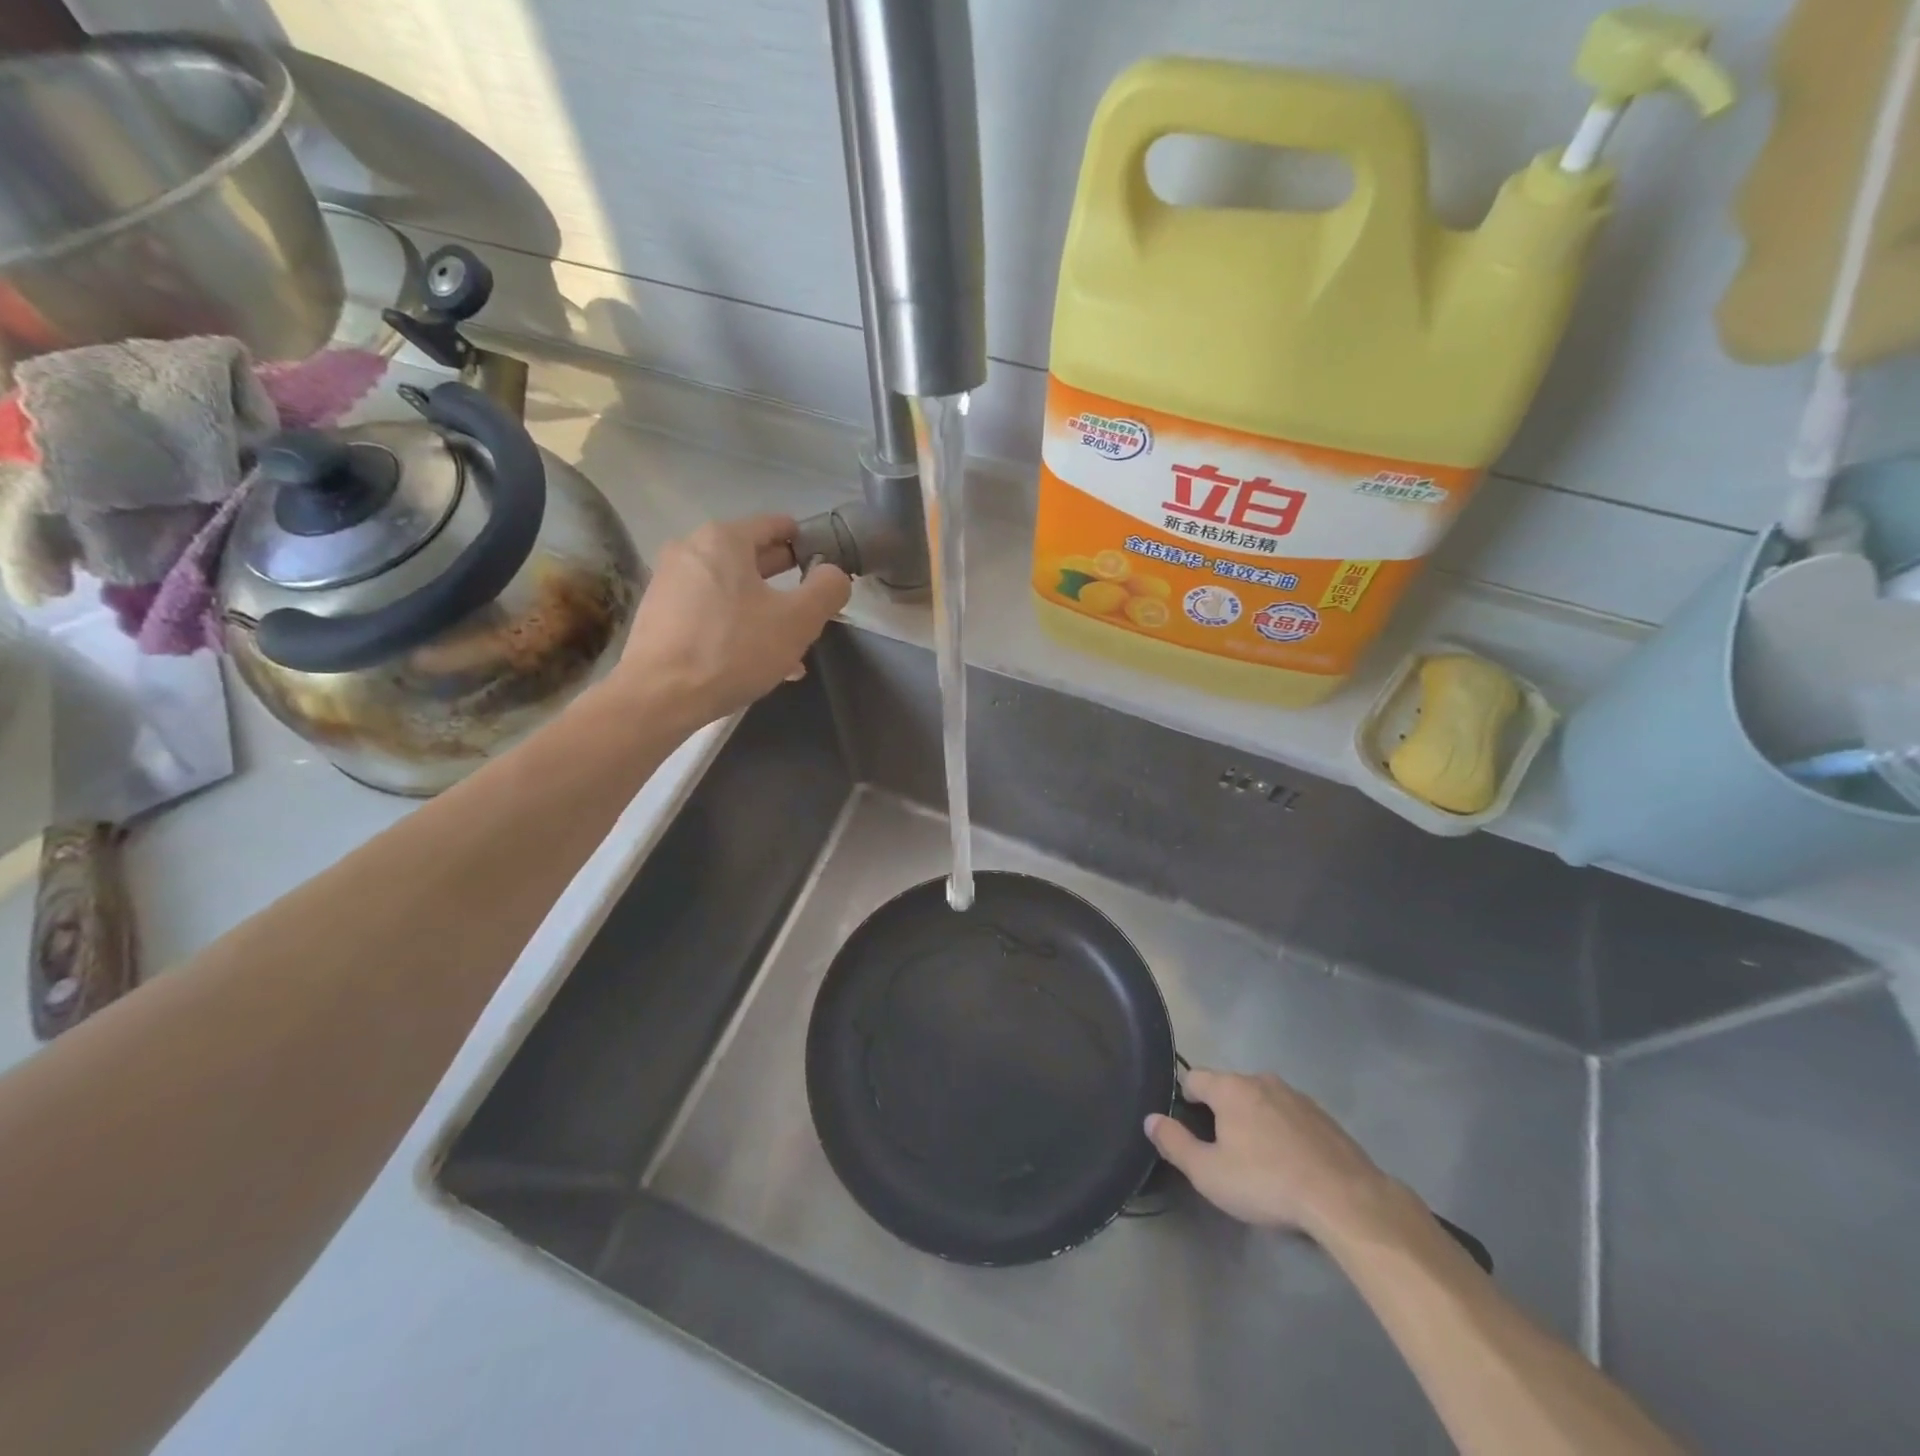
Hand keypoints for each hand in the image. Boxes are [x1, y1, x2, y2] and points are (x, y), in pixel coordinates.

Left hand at [613, 514, 851, 726]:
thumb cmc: (734, 650)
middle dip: (784, 582)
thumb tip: (833, 573)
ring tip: (787, 647)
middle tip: (809, 609)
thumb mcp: (798, 621)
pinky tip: (752, 659)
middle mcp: (691, 549)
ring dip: (762, 611)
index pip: (775, 525)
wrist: (660, 696)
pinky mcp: (658, 614)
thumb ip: (826, 590)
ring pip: (731, 590)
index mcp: (724, 539)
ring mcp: (669, 582)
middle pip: (751, 557)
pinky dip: (734, 625)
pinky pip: (709, 611)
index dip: (806, 542)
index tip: (824, 566)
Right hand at [1145, 1068, 1396, 1238]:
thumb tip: (1151, 1119)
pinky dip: (1283, 1132)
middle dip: (1221, 1114)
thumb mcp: (1208, 1173)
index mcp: (1230, 1087)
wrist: (1345, 1199)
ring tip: (1259, 1162)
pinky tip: (1291, 1165)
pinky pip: (1290, 1116)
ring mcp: (1296, 1096)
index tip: (1190, 1131)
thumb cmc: (1266, 1182)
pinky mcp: (1324, 1117)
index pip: (1194, 1078)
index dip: (1185, 1101)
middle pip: (1228, 1089)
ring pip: (1261, 1101)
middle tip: (1224, 1153)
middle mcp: (1261, 1080)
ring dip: (1254, 1122)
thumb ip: (1174, 1143)